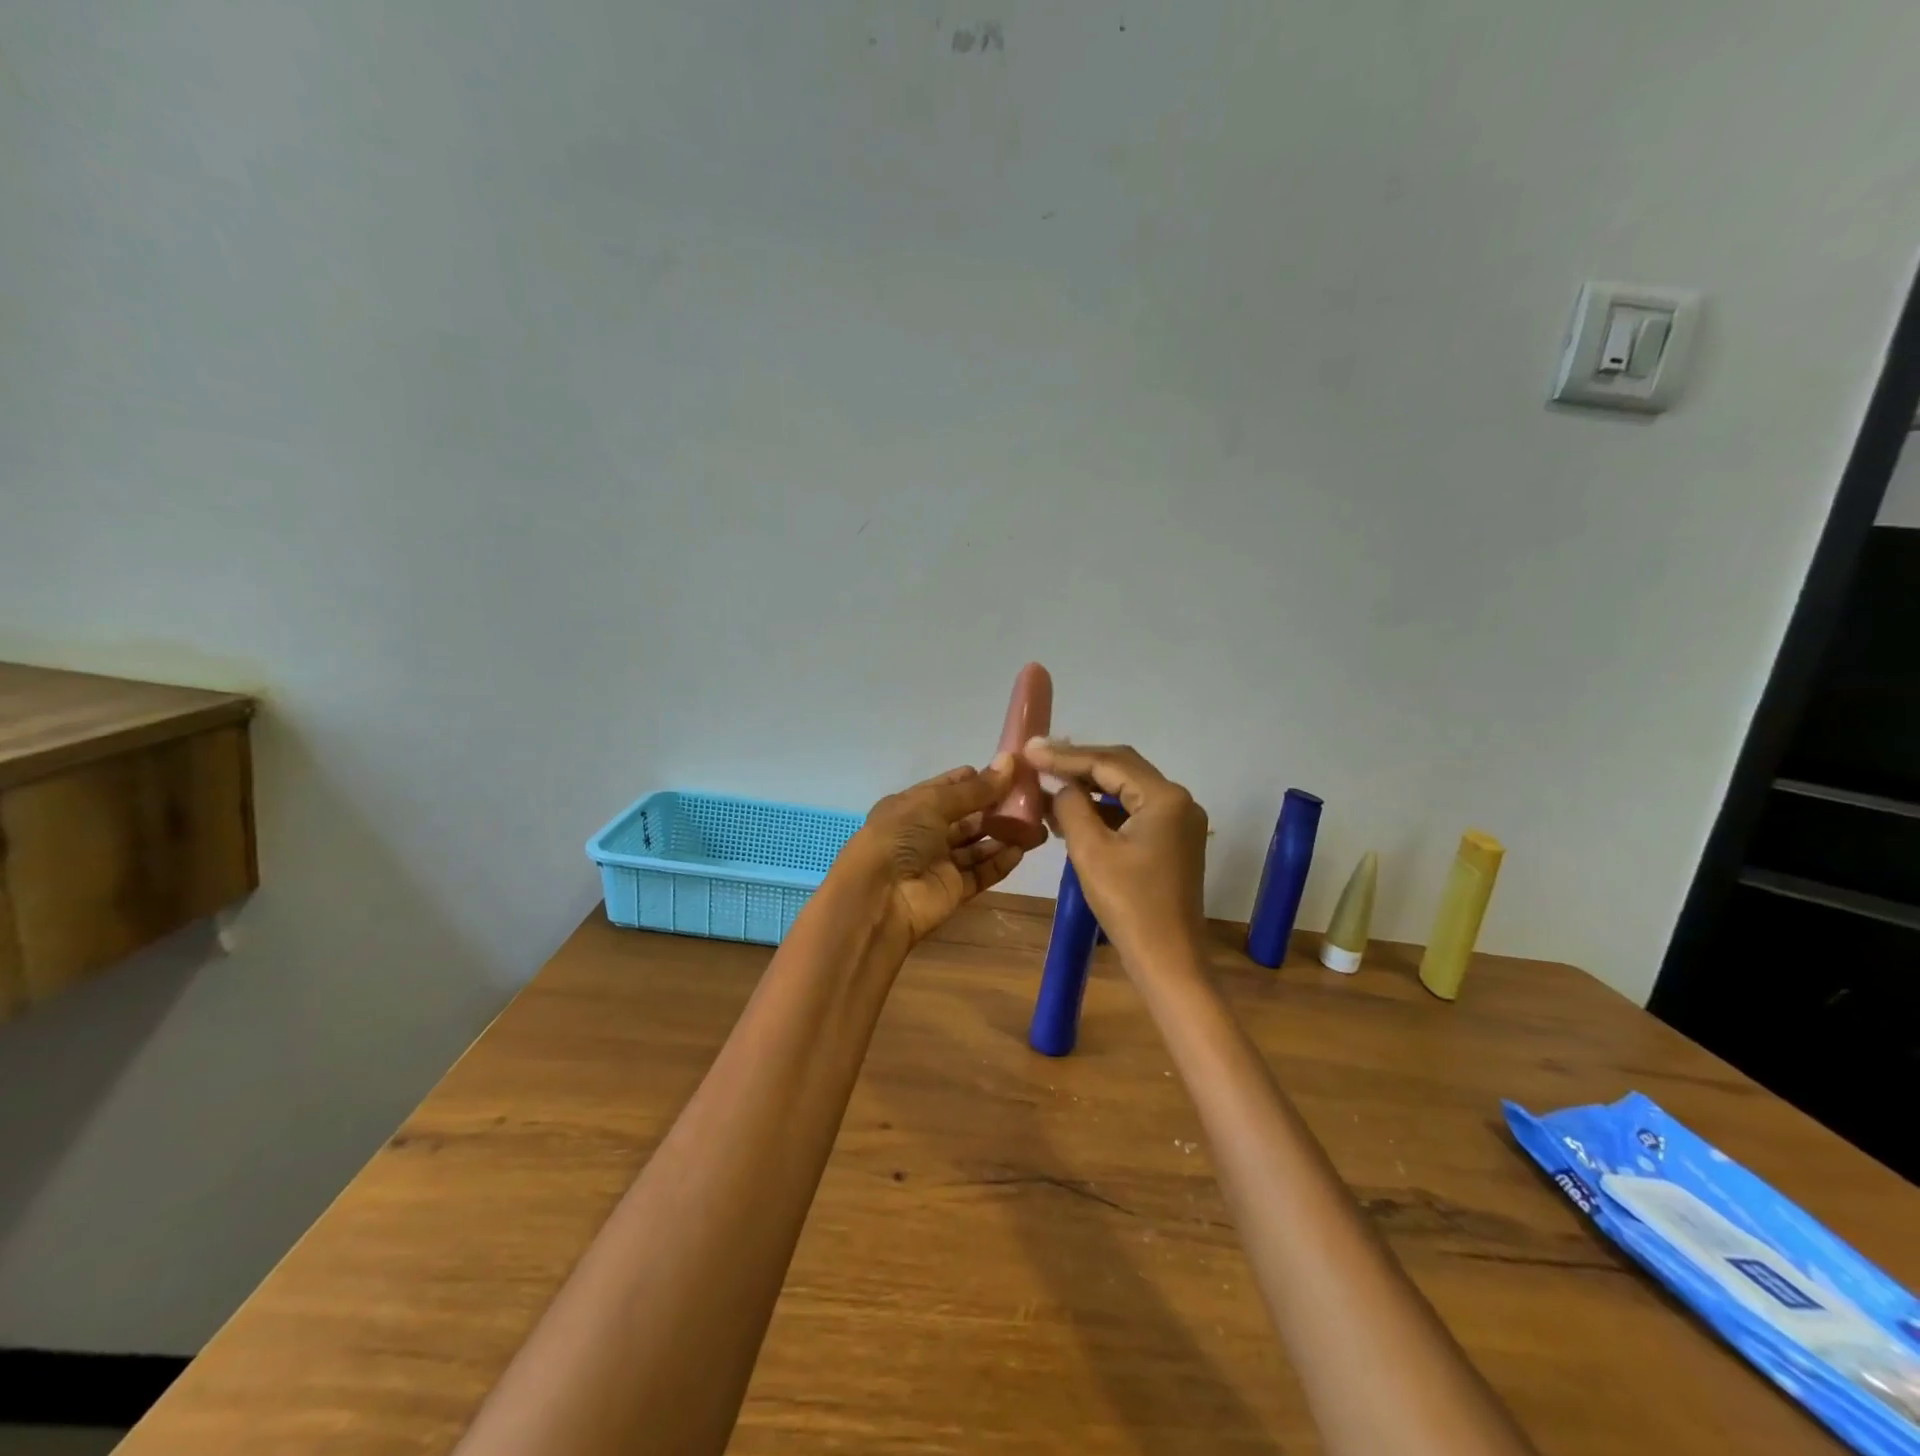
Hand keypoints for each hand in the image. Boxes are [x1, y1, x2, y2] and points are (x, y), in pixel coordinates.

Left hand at [830, 756, 1032, 956]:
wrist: (880, 898)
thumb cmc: (900, 837)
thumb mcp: (934, 803)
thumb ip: (975, 789)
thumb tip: (1009, 762)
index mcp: (912, 806)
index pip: (948, 788)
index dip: (976, 779)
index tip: (1010, 770)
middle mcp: (925, 832)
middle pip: (967, 817)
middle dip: (996, 808)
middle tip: (1033, 799)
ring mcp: (939, 862)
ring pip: (977, 846)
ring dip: (1004, 836)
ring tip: (1037, 825)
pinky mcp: (953, 890)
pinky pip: (981, 872)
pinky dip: (1000, 862)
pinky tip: (1022, 850)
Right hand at [1024, 739, 1209, 966]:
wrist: (1168, 960)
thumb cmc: (1129, 905)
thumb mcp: (1091, 851)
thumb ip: (1072, 807)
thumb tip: (1060, 787)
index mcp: (1165, 798)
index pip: (1108, 762)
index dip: (1065, 756)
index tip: (1029, 749)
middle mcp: (1178, 801)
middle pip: (1121, 768)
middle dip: (1078, 763)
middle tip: (1037, 758)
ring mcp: (1178, 822)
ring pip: (1126, 789)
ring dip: (1089, 786)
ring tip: (1048, 781)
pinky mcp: (1172, 842)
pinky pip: (1133, 812)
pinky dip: (1103, 809)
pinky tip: (1072, 812)